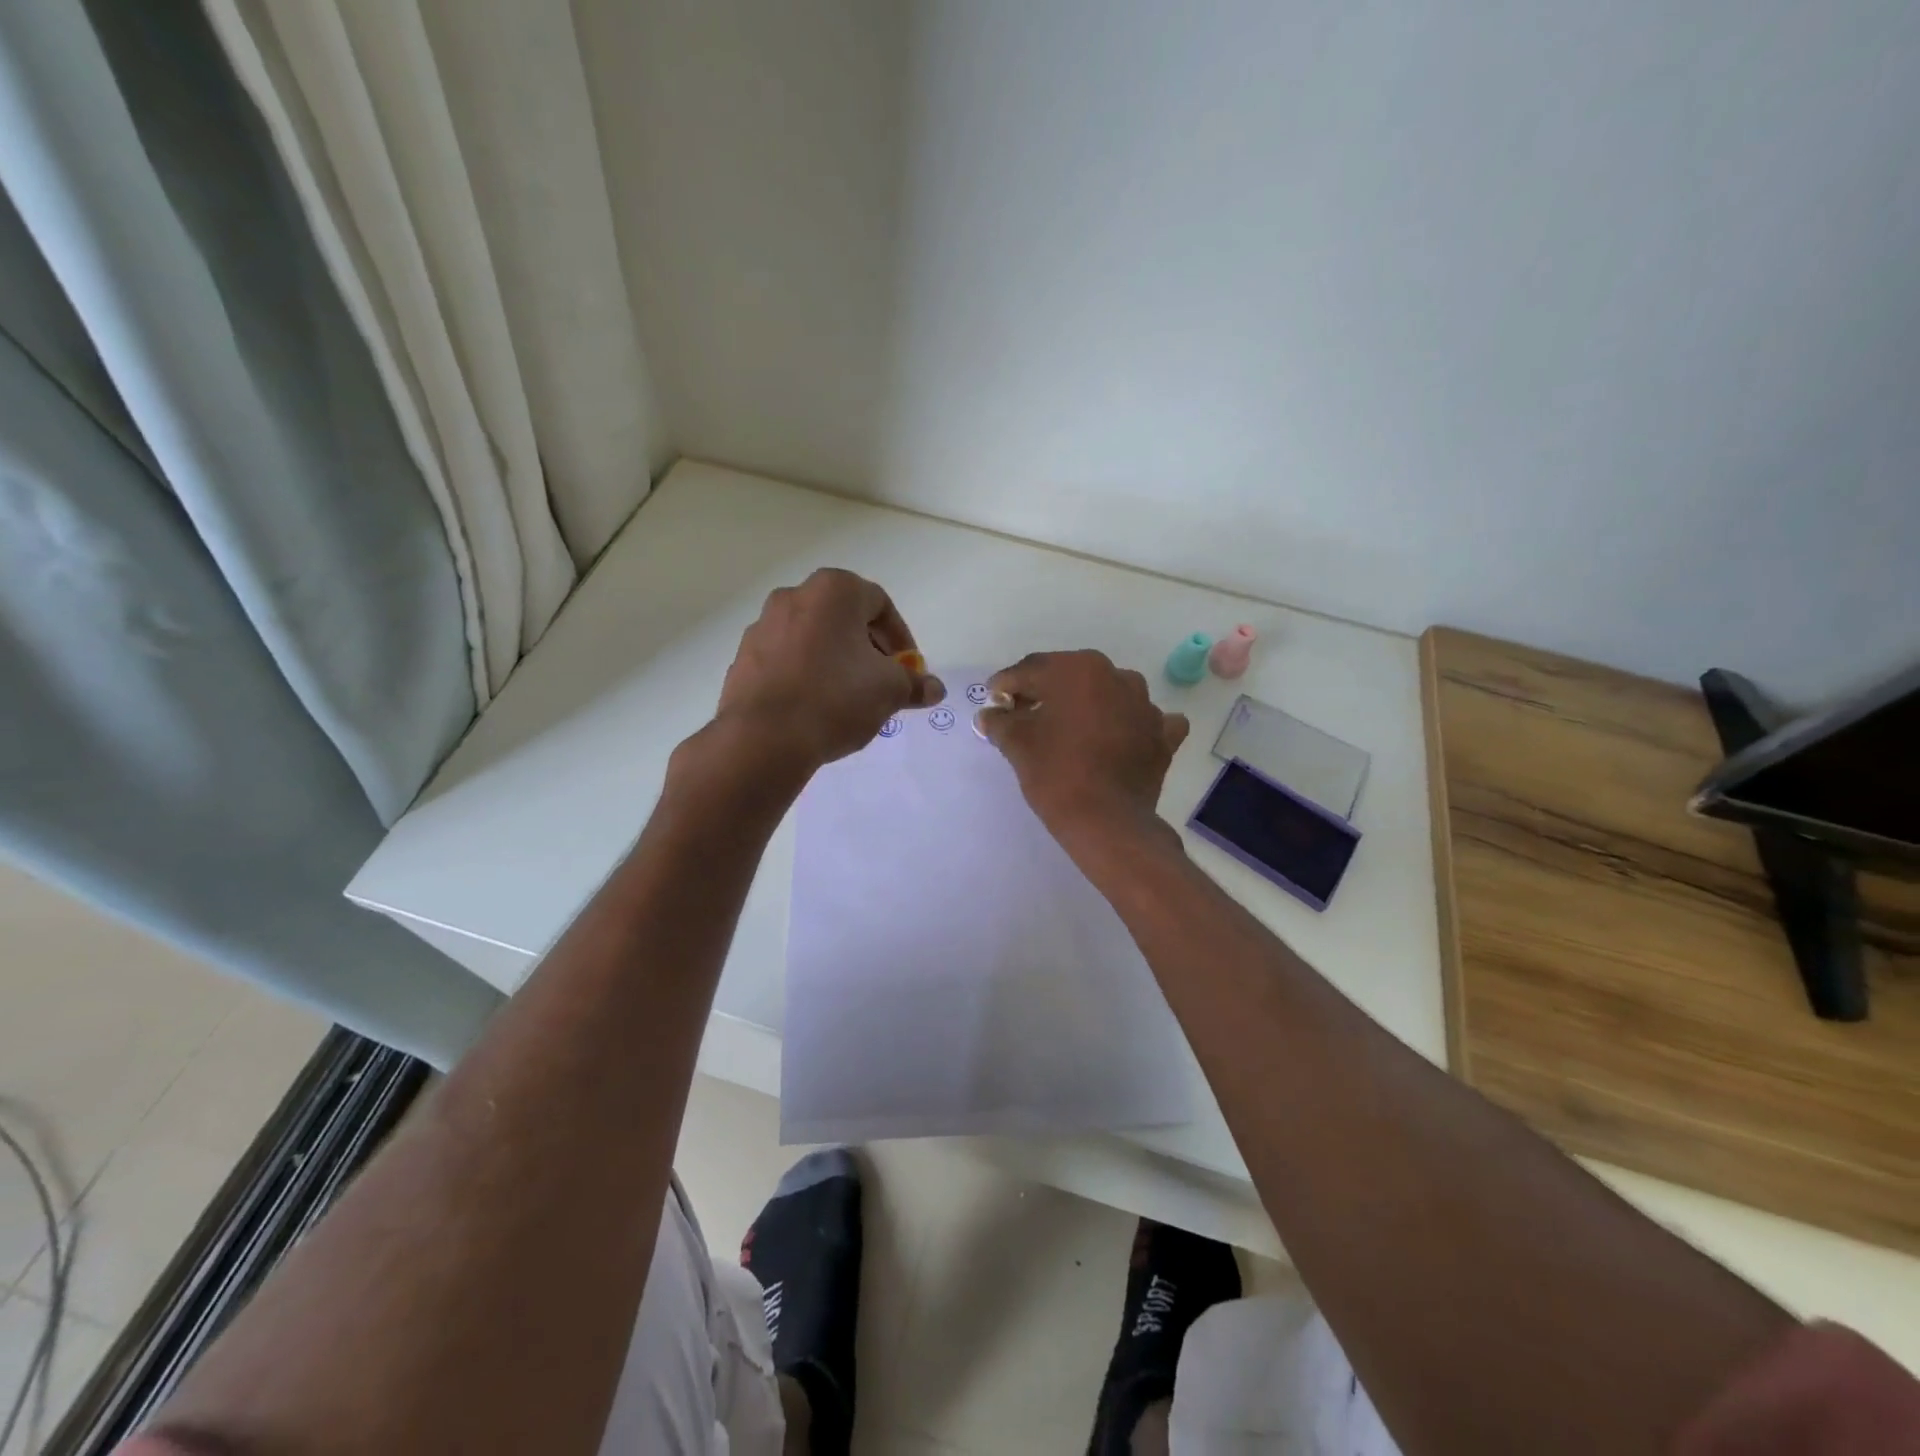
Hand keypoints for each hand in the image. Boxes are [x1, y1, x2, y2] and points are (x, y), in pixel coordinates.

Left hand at [714, 569, 943, 772]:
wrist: (764, 738)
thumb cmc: (836, 698)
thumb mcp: (889, 691)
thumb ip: (914, 684)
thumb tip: (934, 688)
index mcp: (833, 591)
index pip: (880, 604)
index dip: (900, 638)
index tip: (907, 669)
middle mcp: (794, 597)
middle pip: (844, 618)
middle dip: (867, 648)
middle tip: (881, 682)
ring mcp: (762, 626)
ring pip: (813, 638)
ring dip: (835, 660)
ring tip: (848, 697)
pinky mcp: (744, 658)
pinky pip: (786, 660)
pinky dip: (805, 674)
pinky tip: (814, 707)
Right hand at [975, 651, 1188, 846]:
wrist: (1108, 822)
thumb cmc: (1057, 774)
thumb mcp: (1018, 744)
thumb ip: (1000, 722)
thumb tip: (990, 714)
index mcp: (1078, 670)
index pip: (1032, 670)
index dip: (1007, 685)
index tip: (994, 701)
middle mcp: (1117, 676)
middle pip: (1070, 677)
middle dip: (1045, 692)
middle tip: (1023, 716)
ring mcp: (1146, 705)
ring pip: (1108, 695)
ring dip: (1087, 706)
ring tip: (1068, 731)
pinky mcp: (1162, 735)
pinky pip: (1142, 721)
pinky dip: (1128, 726)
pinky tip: (1118, 740)